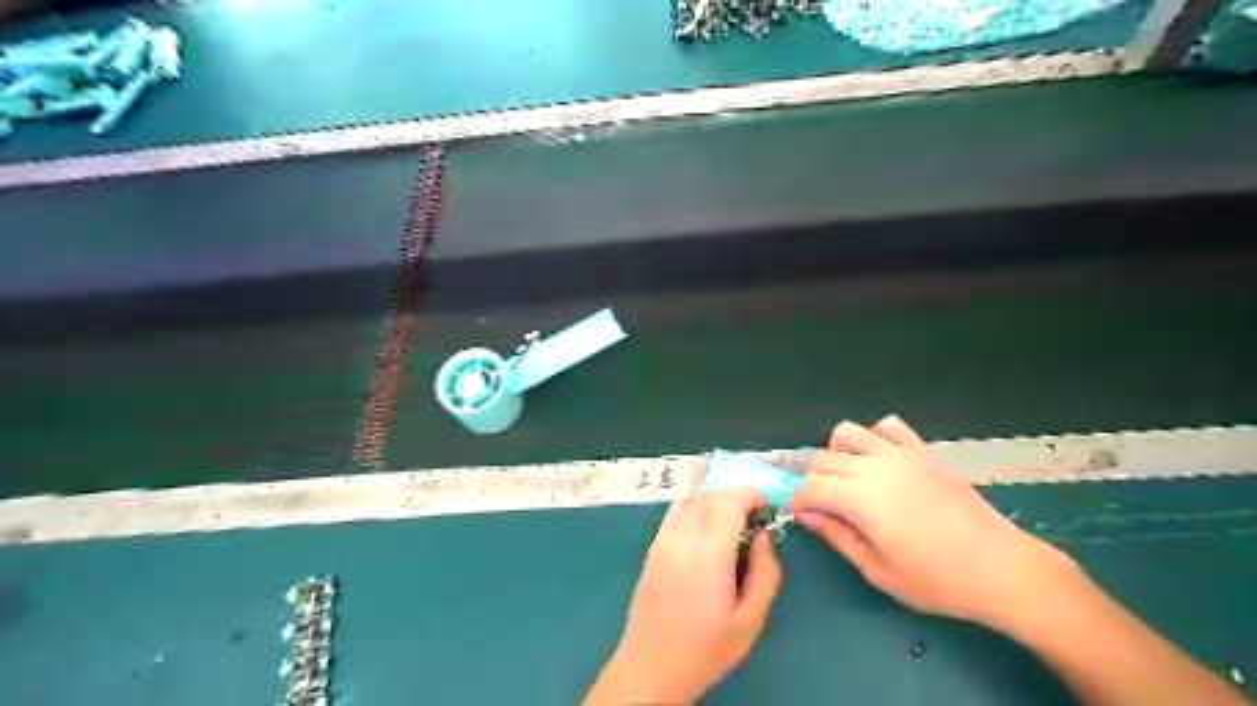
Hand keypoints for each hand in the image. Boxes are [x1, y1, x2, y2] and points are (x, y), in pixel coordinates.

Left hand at [584, 488, 782, 704]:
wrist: (651, 667)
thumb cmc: (706, 649)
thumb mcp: (750, 620)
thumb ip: (765, 574)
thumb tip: (764, 538)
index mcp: (709, 554)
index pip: (729, 503)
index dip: (751, 495)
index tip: (767, 507)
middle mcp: (682, 538)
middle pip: (710, 496)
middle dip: (736, 497)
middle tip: (754, 518)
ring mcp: (662, 540)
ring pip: (690, 500)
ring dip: (714, 501)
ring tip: (731, 523)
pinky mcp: (652, 548)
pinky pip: (675, 513)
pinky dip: (695, 509)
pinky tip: (706, 533)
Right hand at [783, 412, 1070, 629]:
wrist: (1001, 568)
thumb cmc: (937, 580)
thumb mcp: (877, 570)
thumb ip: (837, 536)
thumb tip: (807, 515)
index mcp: (860, 498)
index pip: (810, 486)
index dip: (799, 501)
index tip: (803, 517)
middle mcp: (875, 466)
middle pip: (823, 458)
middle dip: (814, 481)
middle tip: (825, 507)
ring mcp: (901, 454)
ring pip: (848, 433)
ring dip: (837, 453)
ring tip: (849, 479)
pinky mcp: (923, 451)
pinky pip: (888, 426)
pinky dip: (876, 437)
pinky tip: (882, 462)